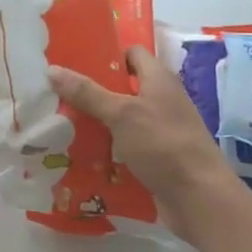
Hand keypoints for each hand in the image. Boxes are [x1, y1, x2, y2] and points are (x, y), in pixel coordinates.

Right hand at [49, 47, 239, 238]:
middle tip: (56, 92)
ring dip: (95, 122)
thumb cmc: (163, 144)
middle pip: (122, 88)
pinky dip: (105, 148)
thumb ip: (88, 93)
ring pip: (120, 120)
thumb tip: (52, 69)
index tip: (74, 59)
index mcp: (159, 80)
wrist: (199, 198)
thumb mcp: (122, 114)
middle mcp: (160, 101)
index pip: (132, 53)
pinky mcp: (154, 158)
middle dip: (91, 91)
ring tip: (58, 122)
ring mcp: (158, 131)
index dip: (107, 53)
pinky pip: (124, 146)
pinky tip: (79, 153)